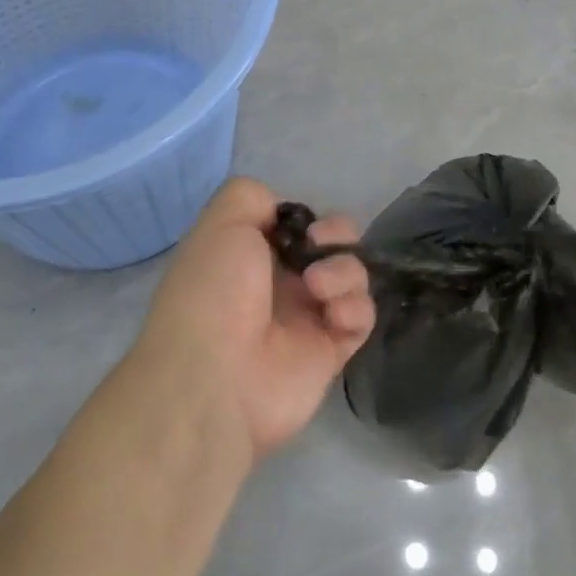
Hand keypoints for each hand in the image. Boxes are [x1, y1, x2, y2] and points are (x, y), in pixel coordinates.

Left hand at [137, 178, 374, 459]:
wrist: (214, 379)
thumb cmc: (212, 293)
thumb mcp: (220, 224)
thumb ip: (250, 196)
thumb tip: (282, 211)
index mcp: (250, 255)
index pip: (295, 224)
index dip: (305, 217)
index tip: (301, 224)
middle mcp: (279, 283)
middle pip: (331, 244)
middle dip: (336, 234)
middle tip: (319, 245)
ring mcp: (307, 318)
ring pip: (352, 276)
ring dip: (345, 270)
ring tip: (318, 287)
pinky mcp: (332, 350)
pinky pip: (362, 316)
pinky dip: (355, 307)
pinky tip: (333, 314)